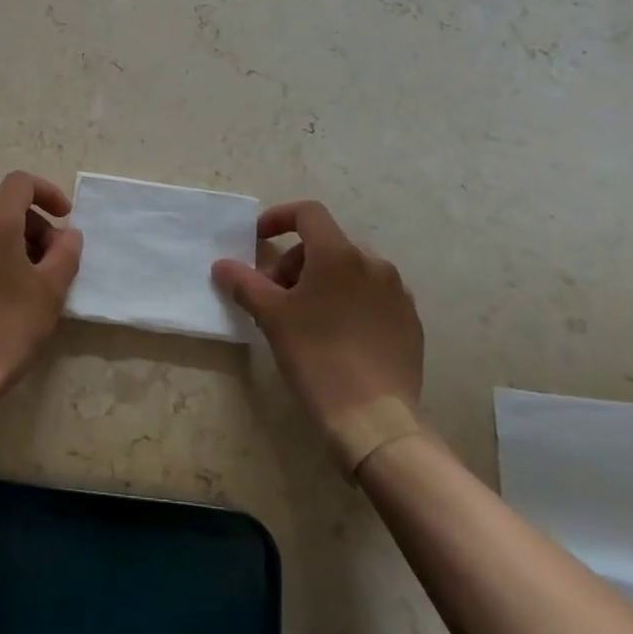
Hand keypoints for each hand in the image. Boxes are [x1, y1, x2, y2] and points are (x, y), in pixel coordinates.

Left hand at [0, 171, 83, 405]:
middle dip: (32, 226)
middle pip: (2, 208)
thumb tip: (66, 234)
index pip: (20, 183)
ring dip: (9, 245)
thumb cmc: (7, 329)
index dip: (47, 193)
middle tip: (51, 263)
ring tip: (24, 283)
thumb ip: (66, 252)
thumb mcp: (51, 290)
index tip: (64, 218)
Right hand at [212, 200, 424, 445]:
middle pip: (326, 244)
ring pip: (350, 270)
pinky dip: (349, 302)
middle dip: (296, 262)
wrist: (374, 421)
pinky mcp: (410, 321)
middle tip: (277, 296)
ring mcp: (397, 292)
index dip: (279, 218)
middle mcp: (373, 263)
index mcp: (338, 254)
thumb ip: (244, 283)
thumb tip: (222, 265)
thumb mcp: (271, 317)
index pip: (308, 213)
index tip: (259, 240)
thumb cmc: (317, 357)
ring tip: (306, 318)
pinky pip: (373, 296)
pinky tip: (338, 337)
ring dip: (323, 281)